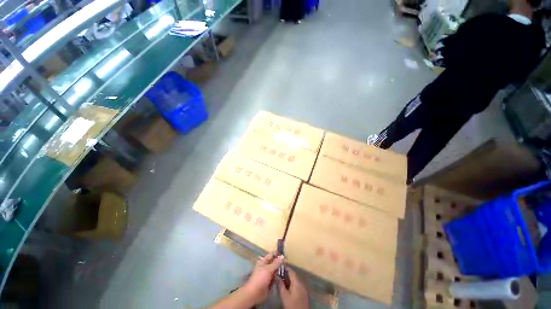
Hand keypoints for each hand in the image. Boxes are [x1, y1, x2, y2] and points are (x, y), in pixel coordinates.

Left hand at [243, 252, 282, 303]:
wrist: (255, 293)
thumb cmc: (260, 279)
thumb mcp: (268, 269)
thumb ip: (276, 263)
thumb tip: (282, 256)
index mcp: (264, 261)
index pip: (272, 254)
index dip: (278, 254)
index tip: (285, 254)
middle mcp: (266, 266)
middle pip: (274, 262)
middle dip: (280, 262)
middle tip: (287, 262)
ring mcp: (268, 274)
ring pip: (275, 269)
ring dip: (280, 269)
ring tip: (287, 268)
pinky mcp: (270, 281)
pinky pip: (275, 276)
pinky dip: (279, 276)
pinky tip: (284, 276)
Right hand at [277, 267, 308, 308]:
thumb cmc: (291, 305)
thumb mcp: (284, 295)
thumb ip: (280, 284)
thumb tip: (276, 275)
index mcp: (297, 282)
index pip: (291, 271)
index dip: (285, 268)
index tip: (279, 267)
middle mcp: (302, 283)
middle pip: (294, 275)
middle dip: (286, 274)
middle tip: (279, 274)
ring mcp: (304, 288)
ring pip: (296, 280)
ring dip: (289, 279)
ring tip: (281, 280)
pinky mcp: (304, 293)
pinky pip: (298, 285)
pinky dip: (293, 284)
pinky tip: (287, 287)